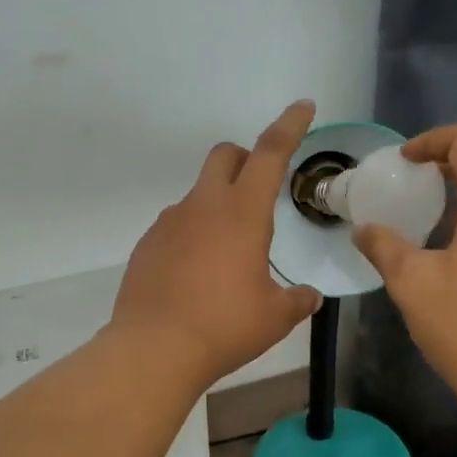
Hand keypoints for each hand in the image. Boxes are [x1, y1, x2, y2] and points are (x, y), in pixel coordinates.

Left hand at [110, 101, 322, 388]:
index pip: (270, 154)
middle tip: (258, 191)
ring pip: (197, 195)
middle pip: (224, 157)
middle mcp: (203, 207)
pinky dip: (192, 236)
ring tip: (227, 256)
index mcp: (242, 214)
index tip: (302, 107)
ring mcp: (169, 224)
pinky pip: (176, 227)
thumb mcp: (274, 317)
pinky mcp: (147, 245)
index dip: (289, 126)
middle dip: (244, 161)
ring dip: (217, 206)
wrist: (154, 349)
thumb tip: (310, 296)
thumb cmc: (224, 327)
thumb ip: (297, 300)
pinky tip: (196, 276)